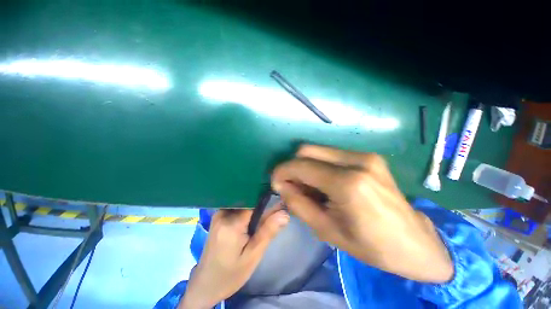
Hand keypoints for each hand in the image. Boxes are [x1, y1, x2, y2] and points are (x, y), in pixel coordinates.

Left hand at [179, 206, 288, 308]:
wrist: (205, 284)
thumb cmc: (230, 274)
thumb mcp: (253, 256)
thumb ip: (268, 231)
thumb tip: (285, 213)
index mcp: (231, 224)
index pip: (253, 202)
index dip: (266, 201)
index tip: (278, 203)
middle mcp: (222, 214)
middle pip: (247, 201)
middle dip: (261, 206)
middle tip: (271, 215)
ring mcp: (218, 214)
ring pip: (242, 203)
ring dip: (253, 208)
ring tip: (260, 219)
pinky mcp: (217, 217)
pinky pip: (236, 207)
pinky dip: (246, 211)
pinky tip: (250, 220)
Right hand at [271, 145, 452, 282]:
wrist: (414, 241)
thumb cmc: (371, 245)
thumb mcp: (326, 230)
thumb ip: (298, 204)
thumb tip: (282, 185)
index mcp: (347, 183)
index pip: (301, 166)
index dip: (282, 171)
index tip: (275, 183)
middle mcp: (356, 161)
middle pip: (307, 150)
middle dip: (292, 166)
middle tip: (292, 185)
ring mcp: (364, 155)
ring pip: (318, 150)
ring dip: (305, 165)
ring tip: (308, 186)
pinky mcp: (368, 155)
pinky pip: (330, 154)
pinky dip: (319, 164)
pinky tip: (324, 181)